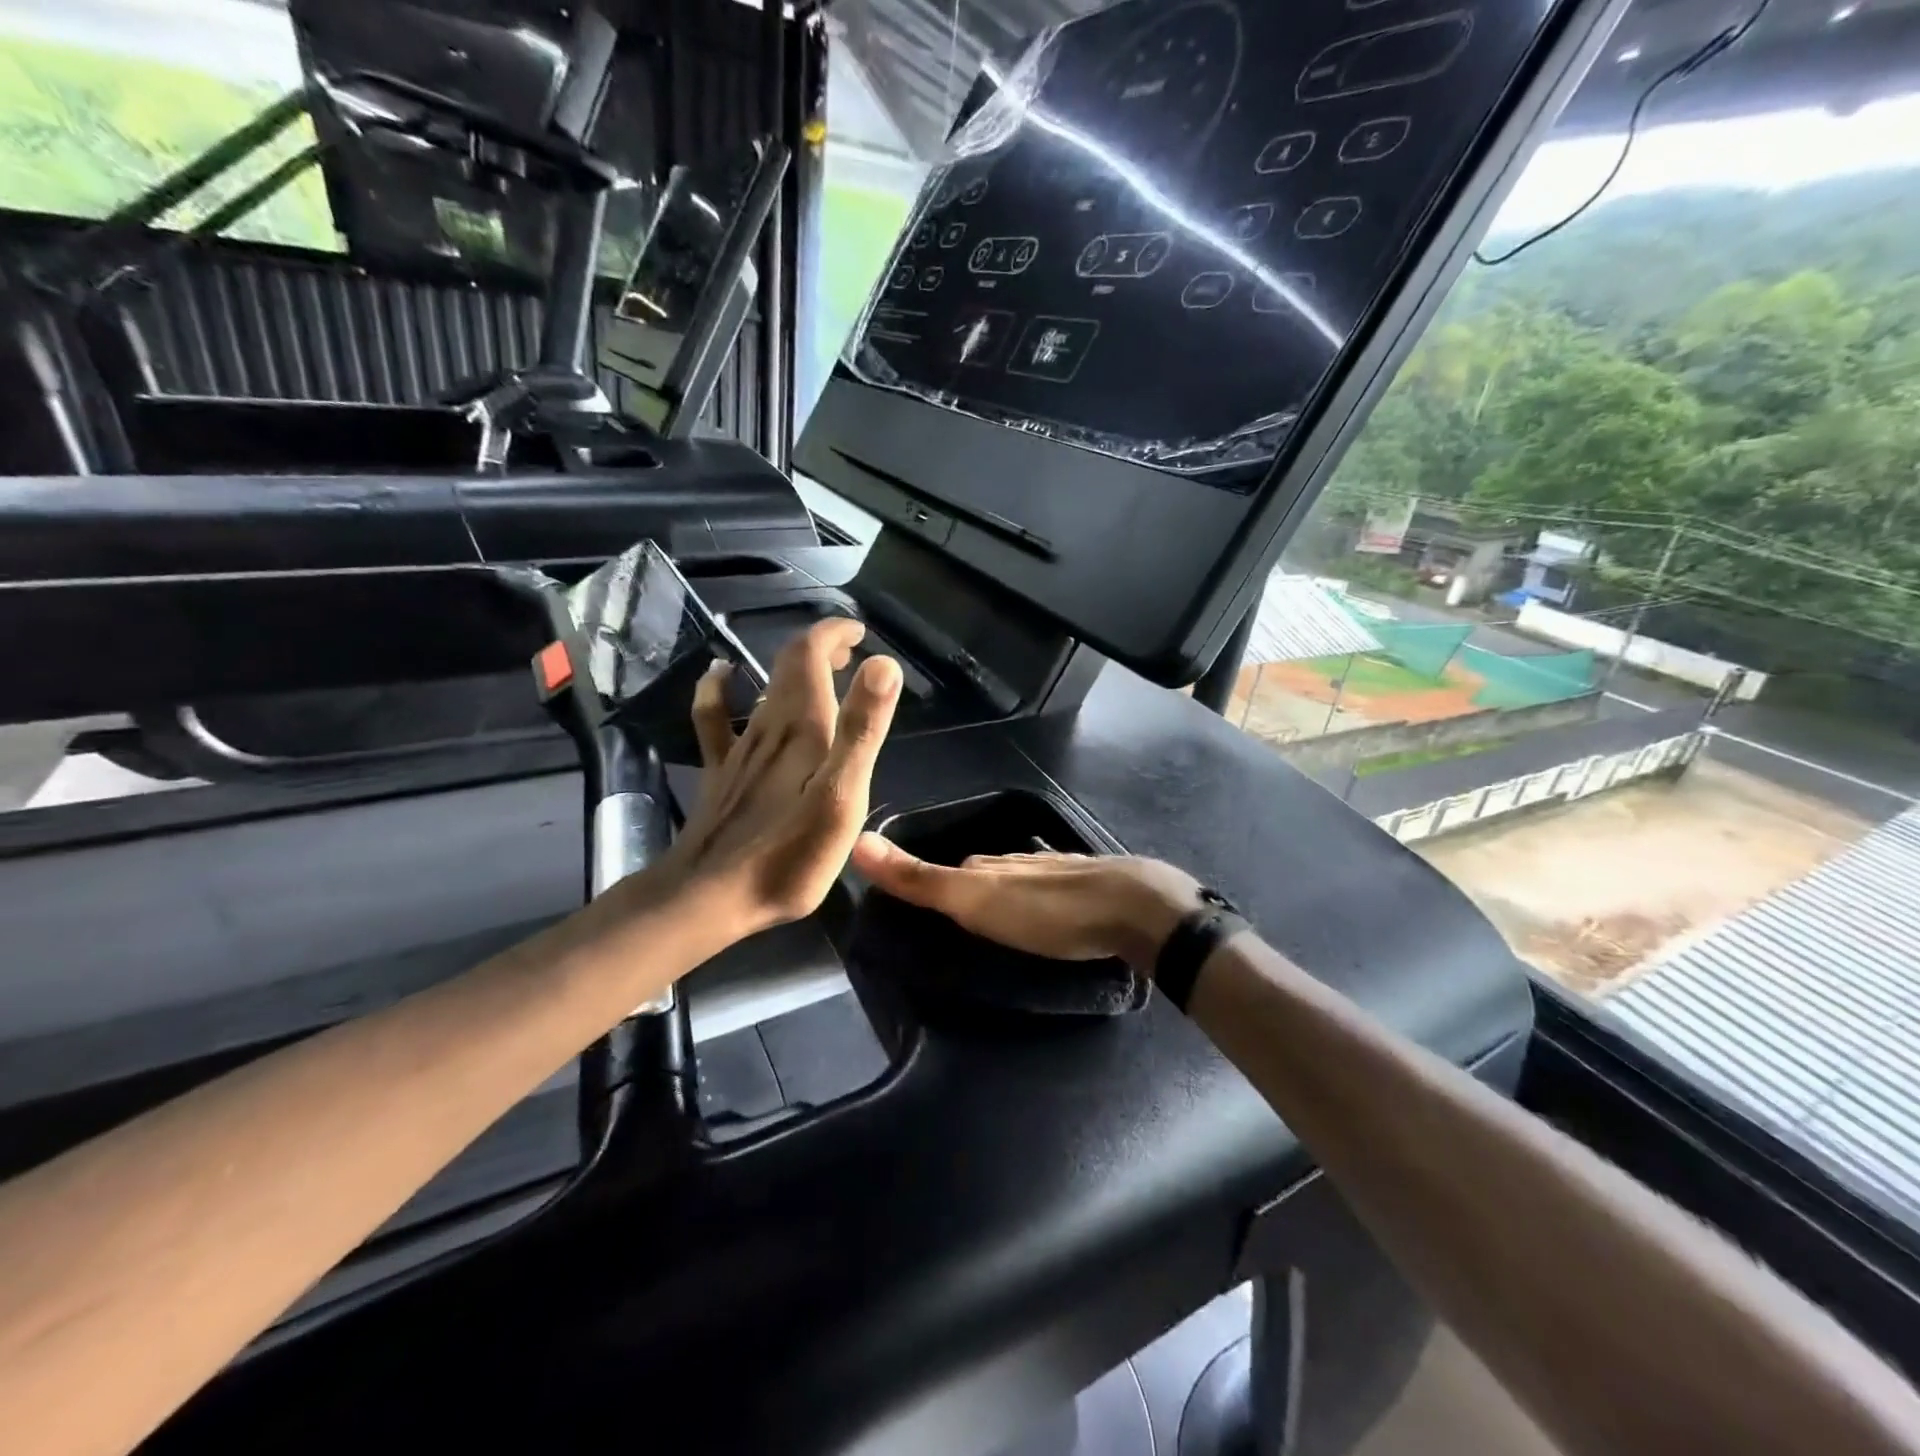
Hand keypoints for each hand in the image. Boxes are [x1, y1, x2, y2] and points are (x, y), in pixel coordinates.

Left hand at [665, 618, 901, 937]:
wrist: (711, 895)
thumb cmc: (790, 854)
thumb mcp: (842, 796)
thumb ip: (862, 731)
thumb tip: (883, 665)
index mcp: (803, 727)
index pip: (812, 654)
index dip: (834, 633)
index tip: (860, 632)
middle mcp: (769, 726)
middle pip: (790, 666)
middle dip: (821, 649)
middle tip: (851, 652)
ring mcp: (740, 748)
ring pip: (765, 688)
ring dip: (793, 669)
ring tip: (821, 668)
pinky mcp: (721, 773)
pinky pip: (715, 718)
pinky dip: (719, 689)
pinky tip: (720, 675)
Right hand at [850, 839, 1202, 971]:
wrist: (1133, 909)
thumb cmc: (1047, 910)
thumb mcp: (974, 900)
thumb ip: (920, 879)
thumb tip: (858, 840)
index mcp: (991, 864)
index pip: (951, 869)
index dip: (933, 883)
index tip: (919, 903)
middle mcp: (1021, 862)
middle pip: (985, 873)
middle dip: (969, 890)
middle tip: (955, 920)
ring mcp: (1060, 873)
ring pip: (1021, 883)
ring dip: (1007, 899)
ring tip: (998, 925)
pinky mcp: (1092, 890)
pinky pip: (1053, 895)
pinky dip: (1041, 906)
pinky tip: (1047, 921)